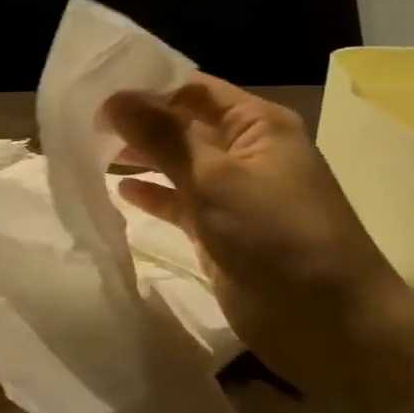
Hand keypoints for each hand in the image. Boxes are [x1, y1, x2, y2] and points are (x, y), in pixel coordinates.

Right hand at [104, 75, 413, 401]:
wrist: (331, 326)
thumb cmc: (279, 237)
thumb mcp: (217, 179)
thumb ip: (163, 137)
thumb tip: (113, 99)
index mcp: (257, 125)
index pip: (193, 89)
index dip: (146, 86)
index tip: (94, 90)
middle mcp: (245, 151)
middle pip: (181, 124)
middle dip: (137, 122)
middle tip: (82, 123)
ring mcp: (233, 193)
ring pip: (176, 163)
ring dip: (140, 157)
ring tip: (90, 152)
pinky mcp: (220, 230)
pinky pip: (178, 202)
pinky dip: (151, 195)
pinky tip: (118, 192)